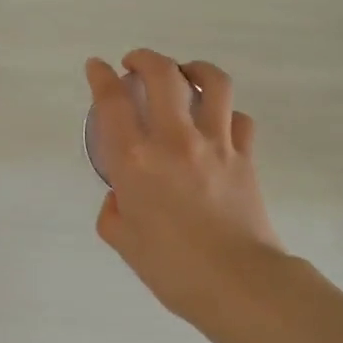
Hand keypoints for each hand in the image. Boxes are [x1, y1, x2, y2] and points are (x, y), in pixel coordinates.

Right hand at [87, 50, 283, 326]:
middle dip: (144, 58)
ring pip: (211, 82)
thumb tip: (124, 195)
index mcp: (135, 161)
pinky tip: (217, 121)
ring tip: (184, 73)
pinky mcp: (245, 156)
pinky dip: (226, 112)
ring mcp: (215, 144)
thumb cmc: (172, 269)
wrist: (237, 284)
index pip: (112, 101)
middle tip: (134, 63)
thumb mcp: (124, 242)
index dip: (100, 76)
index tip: (96, 67)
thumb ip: (114, 211)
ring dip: (193, 69)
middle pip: (162, 74)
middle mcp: (174, 141)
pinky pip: (239, 119)